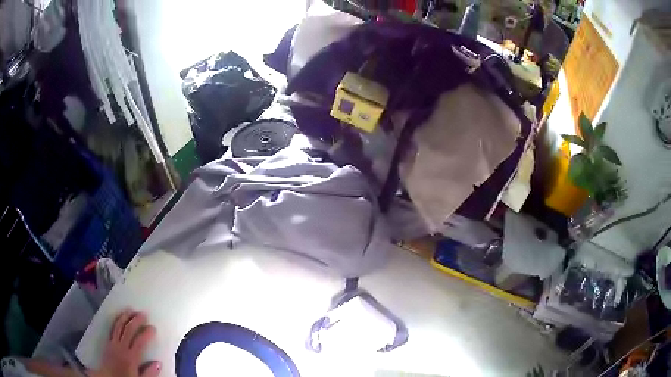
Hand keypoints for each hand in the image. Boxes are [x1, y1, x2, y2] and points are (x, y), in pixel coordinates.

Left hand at [93, 310, 160, 376]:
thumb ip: (149, 373)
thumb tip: (158, 363)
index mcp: (131, 357)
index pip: (139, 342)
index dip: (146, 333)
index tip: (153, 328)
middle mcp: (121, 347)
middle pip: (128, 330)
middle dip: (136, 321)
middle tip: (143, 314)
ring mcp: (113, 343)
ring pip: (119, 326)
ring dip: (125, 317)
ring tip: (130, 310)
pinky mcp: (108, 342)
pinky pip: (112, 328)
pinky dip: (116, 321)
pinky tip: (119, 317)